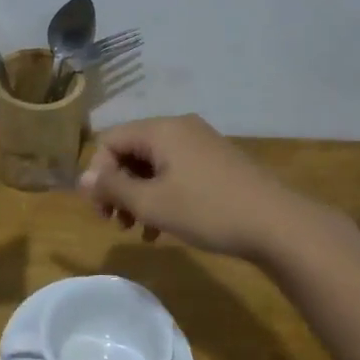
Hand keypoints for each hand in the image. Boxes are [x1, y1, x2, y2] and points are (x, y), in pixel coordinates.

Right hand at [78, 114, 313, 261]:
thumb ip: (113, 188)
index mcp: (161, 130)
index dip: (98, 174)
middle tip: (115, 222)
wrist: (277, 224)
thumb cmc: (207, 210)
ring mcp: (201, 144)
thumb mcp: (152, 203)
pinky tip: (162, 229)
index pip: (111, 140)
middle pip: (131, 151)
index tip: (101, 209)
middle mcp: (180, 128)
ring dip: (139, 195)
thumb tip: (82, 179)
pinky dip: (162, 195)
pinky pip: (176, 172)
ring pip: (154, 165)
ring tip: (137, 230)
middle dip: (118, 187)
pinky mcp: (216, 163)